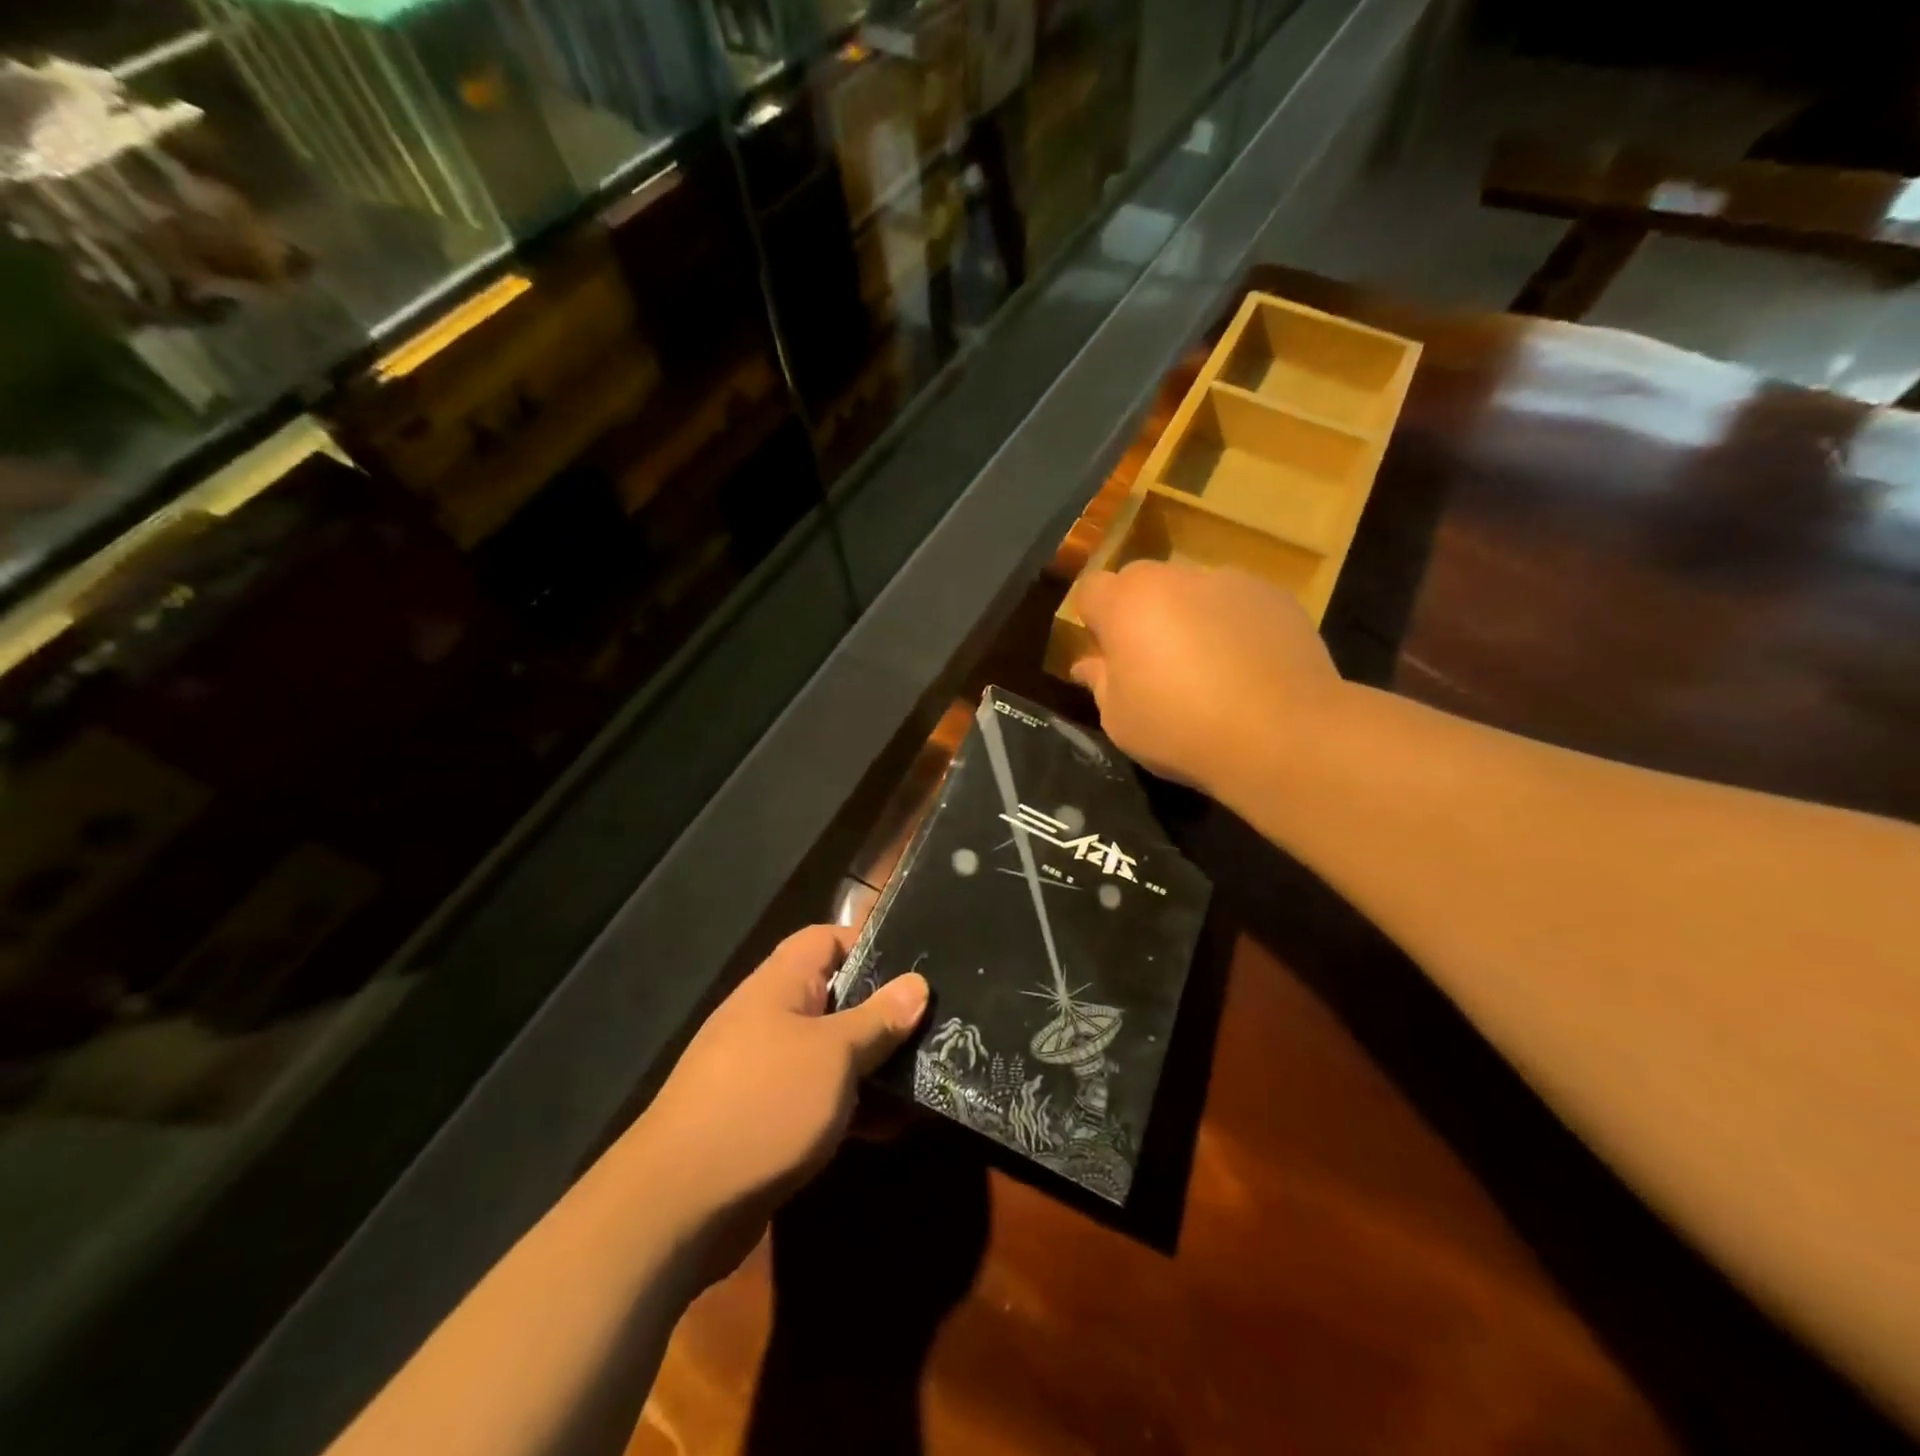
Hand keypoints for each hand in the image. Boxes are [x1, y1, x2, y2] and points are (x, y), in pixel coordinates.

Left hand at [630, 925, 927, 1276]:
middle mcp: (771, 1018)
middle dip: (883, 1013)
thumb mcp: (834, 1055)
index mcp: (780, 985)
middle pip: (836, 998)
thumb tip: (917, 983)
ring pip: (832, 1052)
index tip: (917, 968)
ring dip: (874, 1065)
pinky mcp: (767, 1118)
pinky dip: (852, 1107)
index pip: (827, 940)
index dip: (870, 945)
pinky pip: (819, 1098)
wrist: (679, 1204)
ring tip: (926, 1076)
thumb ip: (878, 1018)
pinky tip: (893, 1128)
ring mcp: (766, 1070)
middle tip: (935, 1027)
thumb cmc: (765, 1103)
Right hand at [1069, 561, 1343, 793]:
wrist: (1282, 735)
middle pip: (1143, 584)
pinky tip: (1248, 669)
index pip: (1091, 590)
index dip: (1094, 622)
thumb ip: (1100, 683)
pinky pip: (1238, 605)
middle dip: (1140, 614)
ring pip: (1193, 592)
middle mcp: (1176, 578)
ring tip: (1210, 669)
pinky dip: (1234, 626)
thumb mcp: (1120, 720)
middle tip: (1154, 663)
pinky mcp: (1276, 596)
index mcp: (1127, 603)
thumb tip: (1089, 665)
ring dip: (1189, 618)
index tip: (1107, 656)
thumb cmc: (1181, 729)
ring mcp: (1230, 582)